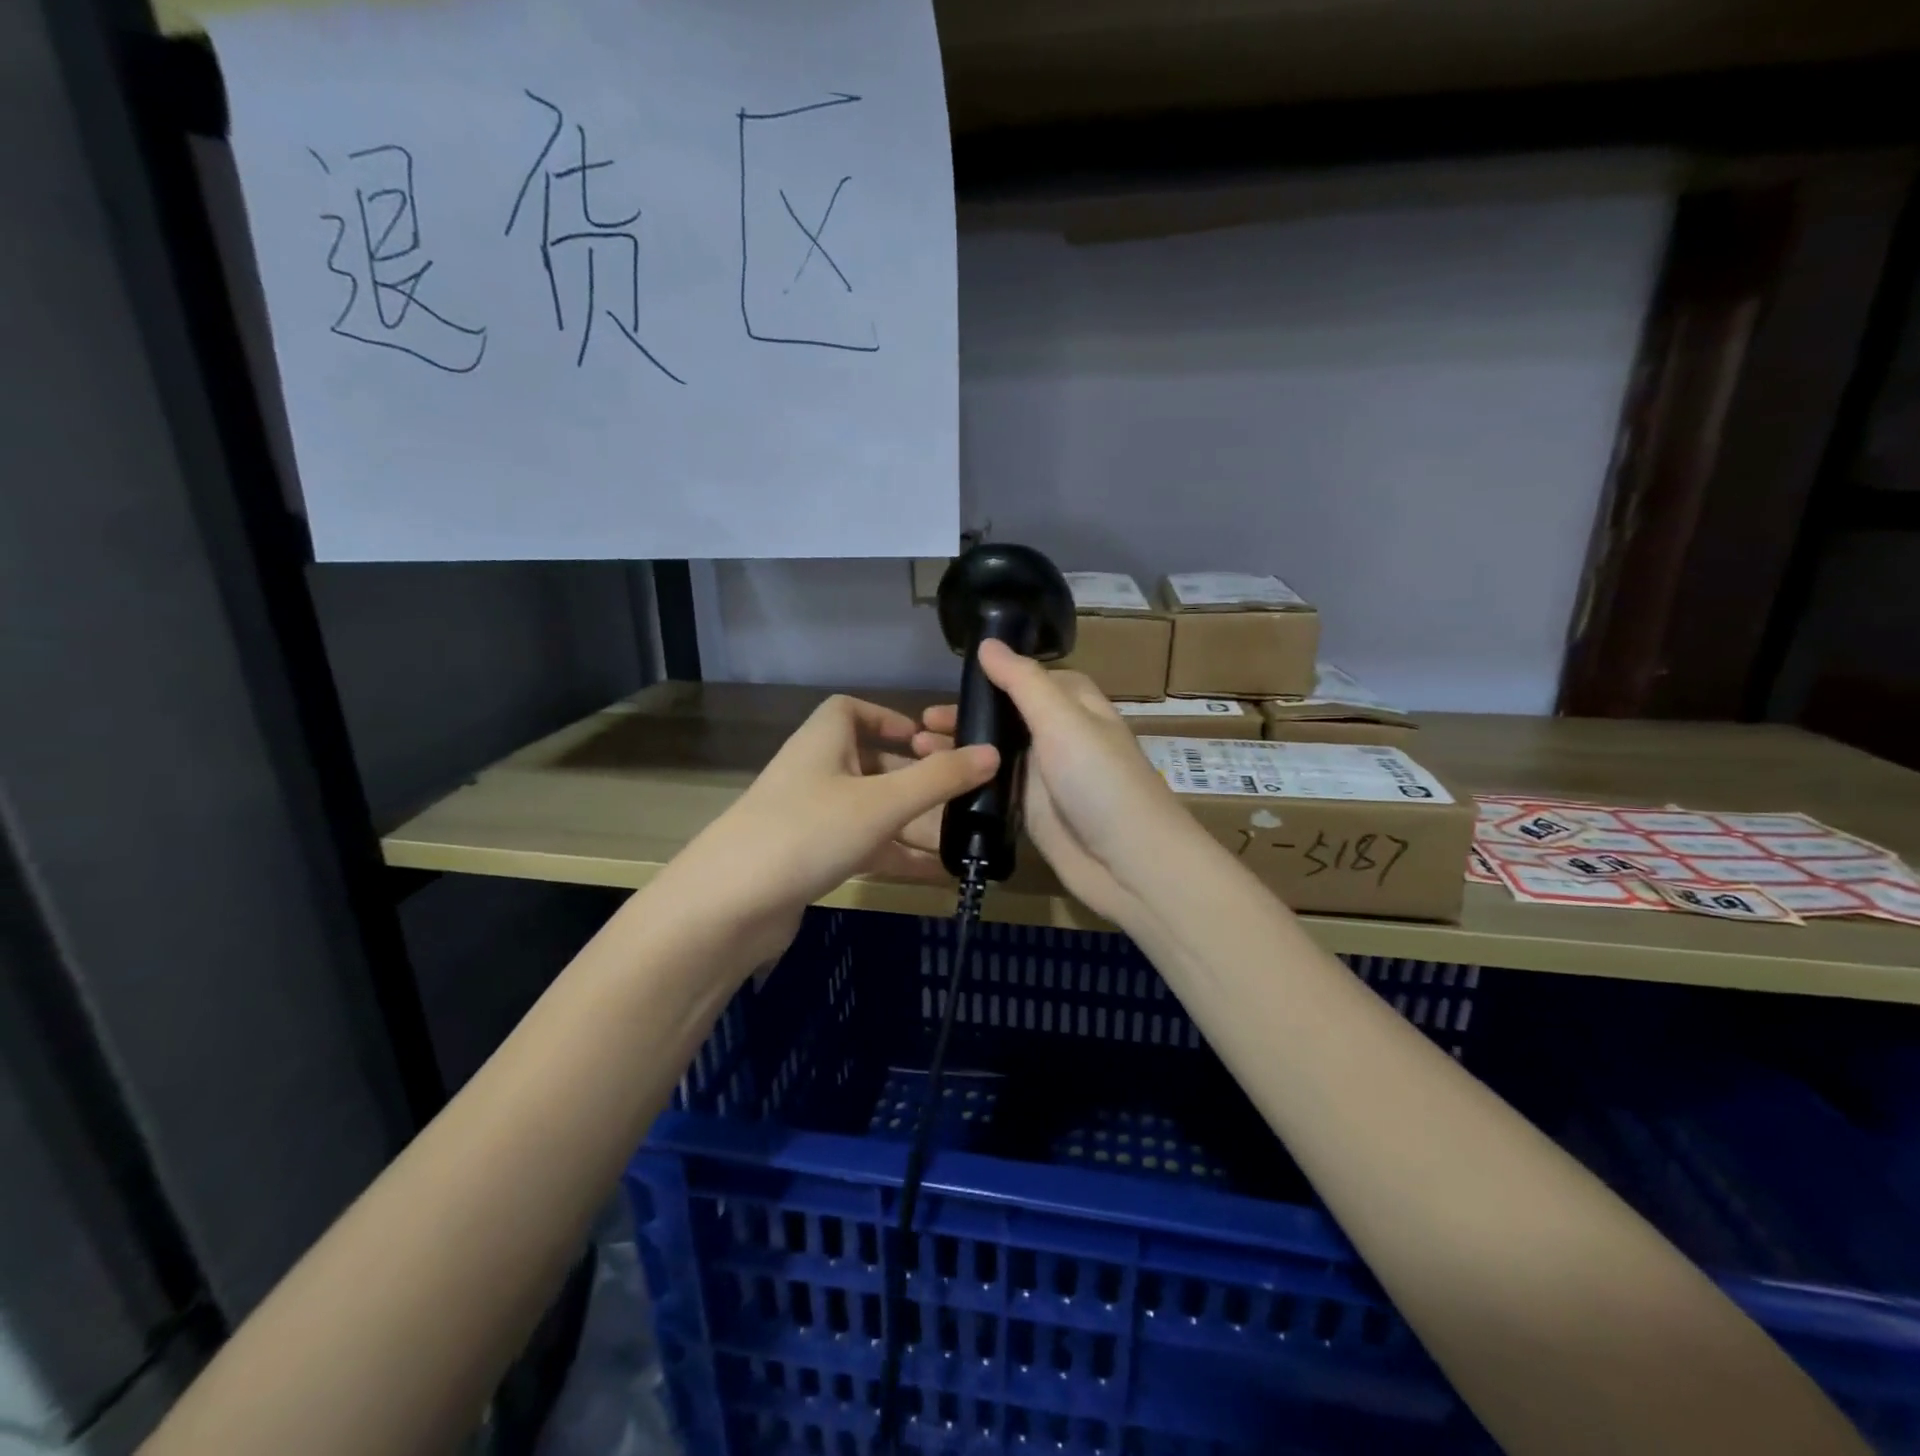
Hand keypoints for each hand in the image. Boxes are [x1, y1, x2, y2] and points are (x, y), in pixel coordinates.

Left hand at [654, 695, 998, 967]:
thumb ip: (939, 779)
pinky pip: (862, 847)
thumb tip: (992, 752)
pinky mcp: (808, 859)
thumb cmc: (808, 831)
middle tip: (961, 798)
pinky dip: (895, 855)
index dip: (890, 719)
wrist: (729, 906)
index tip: (929, 741)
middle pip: (871, 764)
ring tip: (960, 839)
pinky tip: (934, 874)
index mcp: (823, 741)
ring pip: (871, 811)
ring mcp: (809, 818)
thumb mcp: (883, 802)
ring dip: (912, 823)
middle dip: (916, 780)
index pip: (852, 710)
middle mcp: (815, 772)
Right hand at [915, 641, 1208, 929]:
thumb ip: (1023, 682)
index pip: (1032, 679)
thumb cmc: (1100, 781)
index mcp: (1075, 707)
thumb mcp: (1063, 721)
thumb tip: (987, 643)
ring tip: (918, 750)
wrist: (1130, 865)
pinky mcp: (1031, 814)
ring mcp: (1045, 779)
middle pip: (1007, 717)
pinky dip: (967, 784)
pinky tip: (934, 783)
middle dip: (968, 715)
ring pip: (995, 755)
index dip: (997, 675)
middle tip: (922, 722)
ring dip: (960, 750)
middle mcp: (1060, 737)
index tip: (954, 678)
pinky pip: (994, 790)